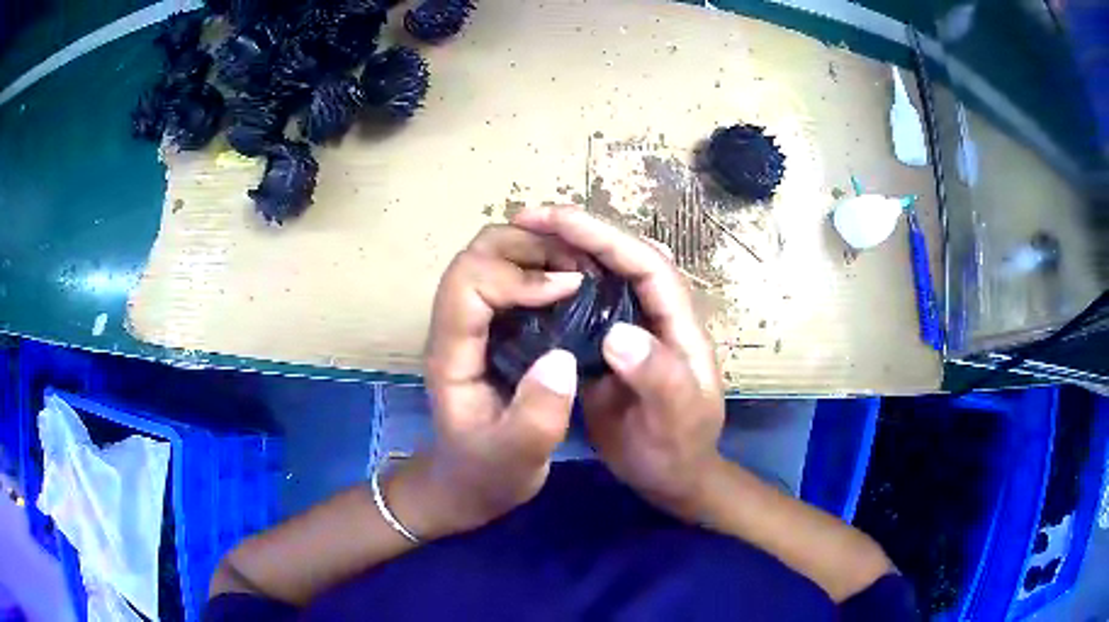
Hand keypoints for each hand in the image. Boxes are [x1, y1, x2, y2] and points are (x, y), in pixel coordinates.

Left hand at [394, 224, 584, 537]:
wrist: (467, 483)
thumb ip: (537, 417)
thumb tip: (563, 358)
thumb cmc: (487, 472)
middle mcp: (455, 325)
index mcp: (451, 353)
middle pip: (477, 253)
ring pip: (491, 255)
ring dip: (536, 249)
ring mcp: (471, 321)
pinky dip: (541, 264)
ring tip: (583, 267)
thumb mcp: (515, 459)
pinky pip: (509, 273)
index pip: (468, 283)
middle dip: (529, 245)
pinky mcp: (491, 325)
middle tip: (582, 265)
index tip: (570, 288)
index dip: (519, 275)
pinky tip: (575, 283)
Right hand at [514, 207, 725, 520]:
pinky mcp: (609, 346)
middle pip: (623, 256)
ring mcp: (631, 329)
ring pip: (602, 275)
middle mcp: (655, 315)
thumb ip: (658, 377)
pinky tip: (529, 283)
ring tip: (523, 239)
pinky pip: (584, 305)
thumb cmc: (678, 449)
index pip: (646, 263)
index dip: (604, 236)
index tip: (556, 219)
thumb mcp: (675, 419)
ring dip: (567, 250)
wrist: (670, 476)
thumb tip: (618, 332)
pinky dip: (559, 286)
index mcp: (679, 324)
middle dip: (580, 231)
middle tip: (528, 218)